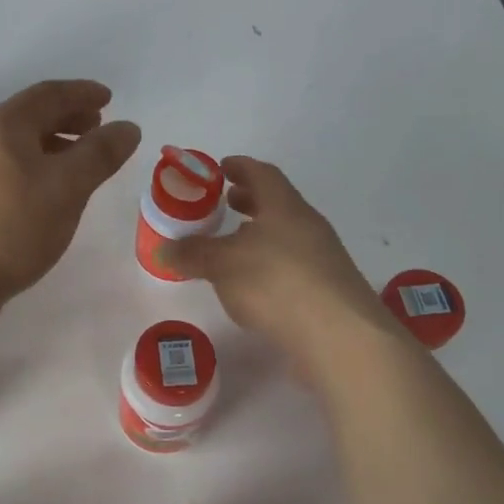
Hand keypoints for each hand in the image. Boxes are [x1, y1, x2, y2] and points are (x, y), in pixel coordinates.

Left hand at [0, 80, 141, 305]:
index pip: (49, 94)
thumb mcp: (67, 189)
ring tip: (74, 163)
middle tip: (95, 128)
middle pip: (28, 117)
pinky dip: (29, 170)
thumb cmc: (10, 229)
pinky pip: (1, 171)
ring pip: (13, 146)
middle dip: (65, 118)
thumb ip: (100, 154)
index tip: (108, 98)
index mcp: (2, 126)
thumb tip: (127, 127)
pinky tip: (40, 196)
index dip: (82, 93)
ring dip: (48, 146)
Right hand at [160, 156, 392, 360]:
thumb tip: (164, 249)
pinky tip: (253, 285)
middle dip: (249, 200)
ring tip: (232, 246)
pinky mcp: (326, 290)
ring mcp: (322, 258)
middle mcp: (308, 225)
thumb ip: (193, 253)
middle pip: (277, 203)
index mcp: (285, 207)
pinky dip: (269, 263)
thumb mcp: (222, 264)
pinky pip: (291, 264)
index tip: (220, 168)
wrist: (339, 336)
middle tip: (224, 204)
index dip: (240, 167)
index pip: (263, 174)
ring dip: (259, 234)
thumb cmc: (276, 283)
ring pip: (285, 235)